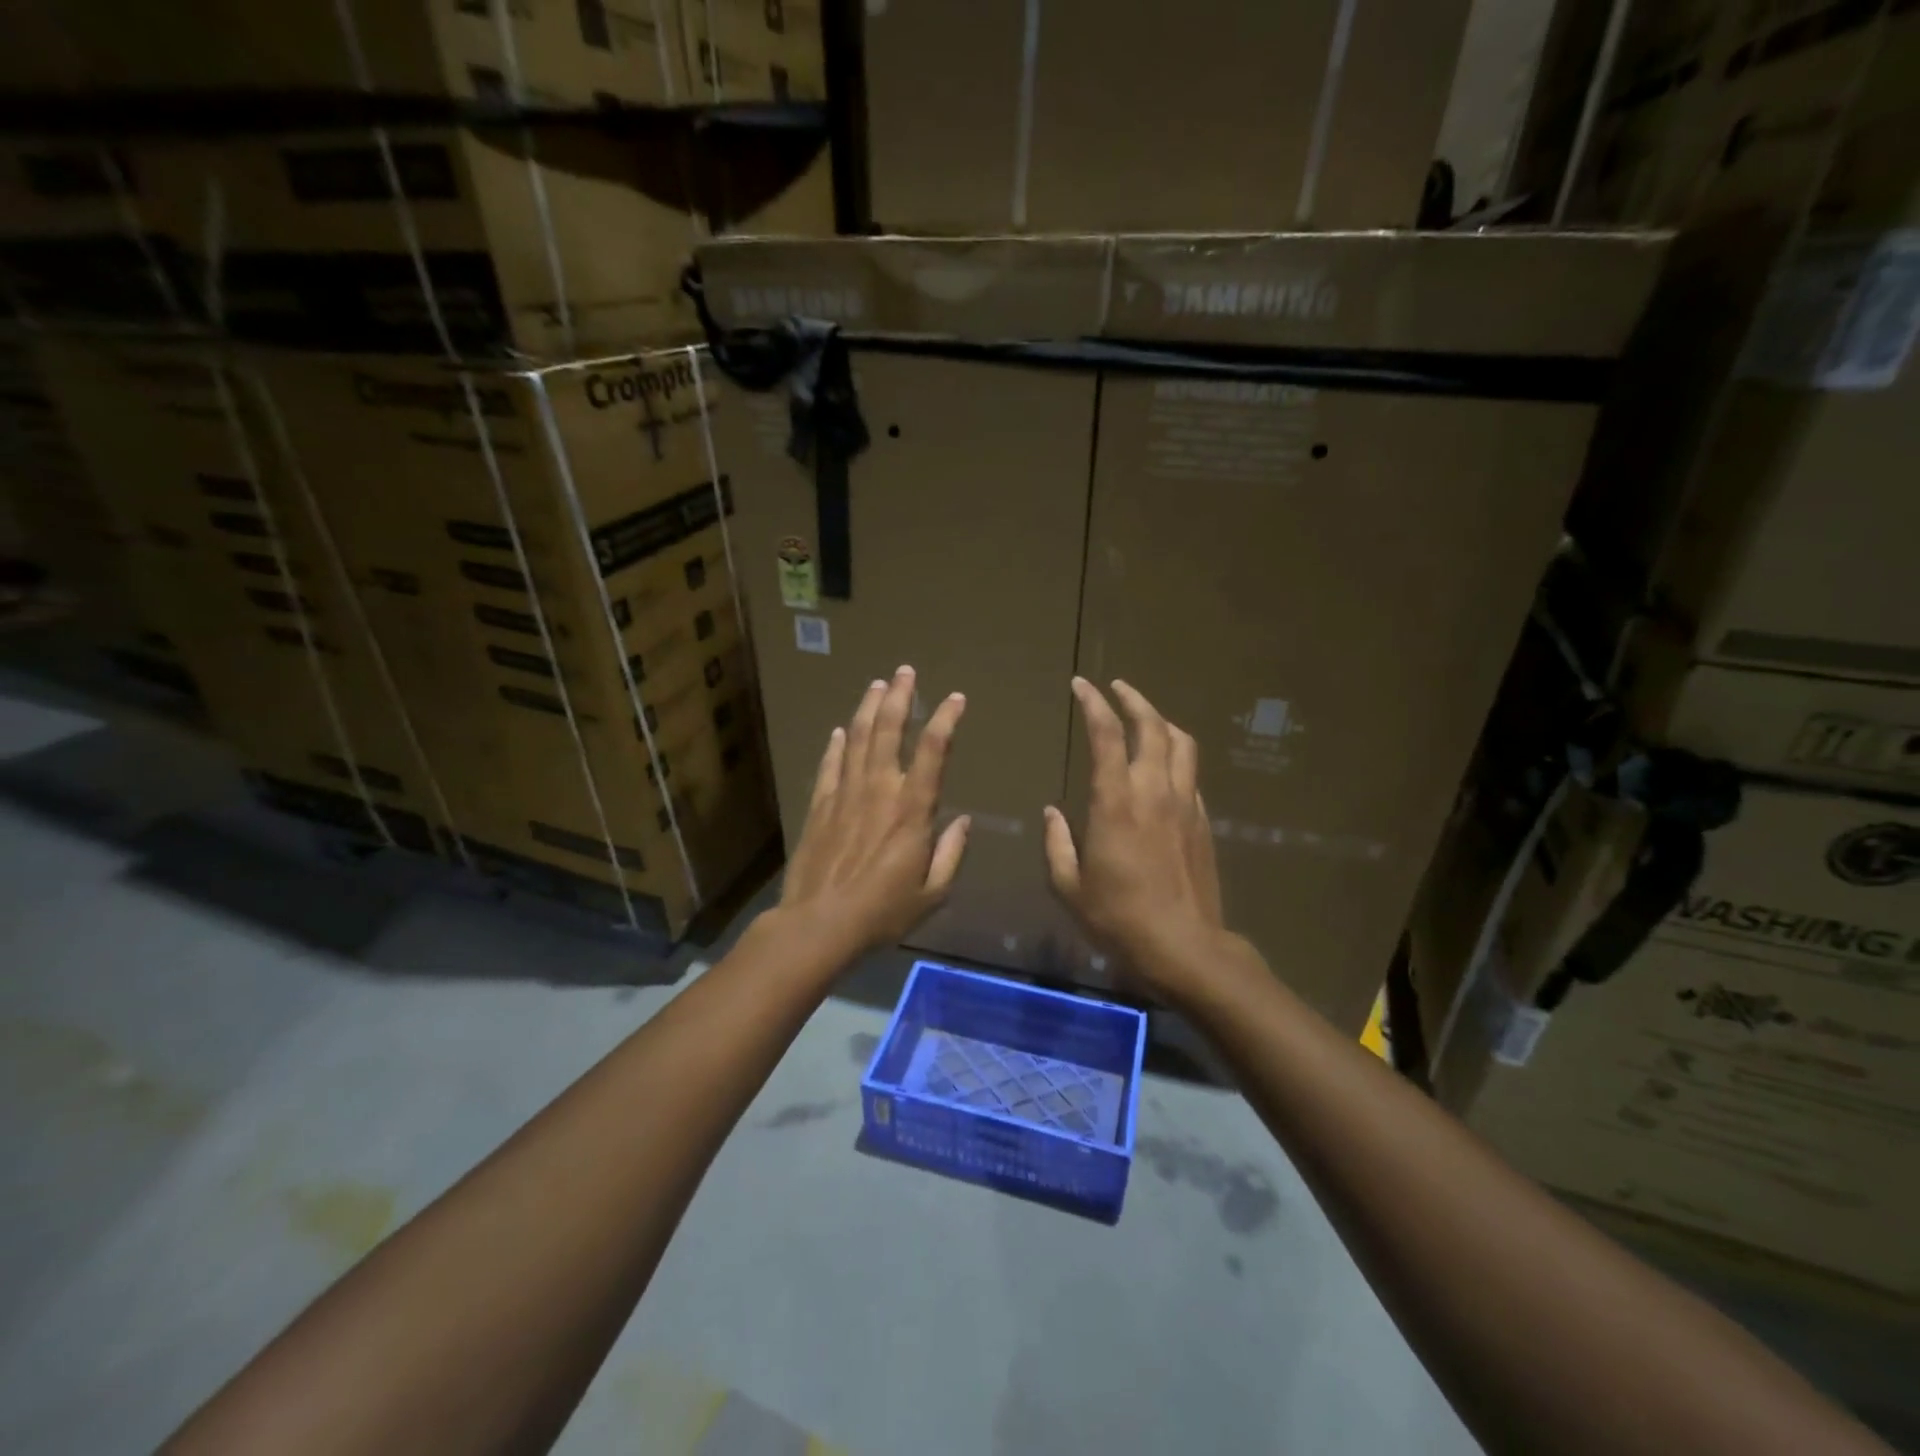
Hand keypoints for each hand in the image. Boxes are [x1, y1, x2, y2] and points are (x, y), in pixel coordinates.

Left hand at [778, 665, 969, 957]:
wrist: (820, 923)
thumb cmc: (883, 912)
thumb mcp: (932, 892)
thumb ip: (951, 854)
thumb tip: (964, 822)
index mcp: (912, 809)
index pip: (933, 751)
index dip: (945, 719)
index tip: (956, 699)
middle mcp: (879, 790)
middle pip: (888, 731)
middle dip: (899, 697)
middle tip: (905, 672)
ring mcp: (845, 794)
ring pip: (856, 739)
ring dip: (867, 708)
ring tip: (876, 685)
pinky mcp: (820, 805)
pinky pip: (830, 765)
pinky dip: (835, 745)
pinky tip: (838, 730)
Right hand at [1044, 678, 1231, 1004]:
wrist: (1183, 946)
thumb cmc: (1118, 917)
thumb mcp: (1069, 886)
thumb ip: (1057, 843)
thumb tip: (1052, 813)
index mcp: (1116, 801)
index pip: (1107, 735)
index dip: (1094, 703)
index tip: (1081, 685)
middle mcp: (1154, 791)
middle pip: (1152, 726)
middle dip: (1133, 699)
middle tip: (1116, 687)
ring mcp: (1184, 804)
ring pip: (1181, 744)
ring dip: (1162, 721)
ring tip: (1146, 716)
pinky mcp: (1202, 821)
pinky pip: (1191, 775)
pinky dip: (1176, 757)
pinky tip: (1165, 767)